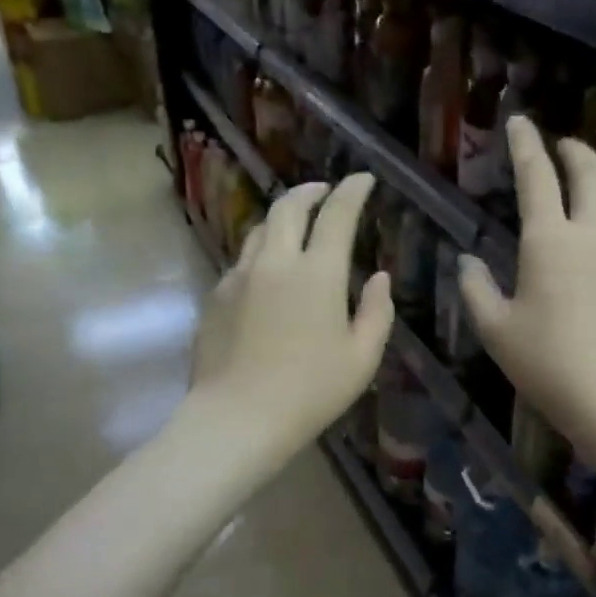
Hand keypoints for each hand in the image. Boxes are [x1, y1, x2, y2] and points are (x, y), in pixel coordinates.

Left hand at [189, 173, 392, 461]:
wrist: (238, 417)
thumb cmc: (310, 391)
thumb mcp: (361, 358)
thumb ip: (376, 312)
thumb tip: (380, 278)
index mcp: (318, 273)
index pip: (337, 215)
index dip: (352, 191)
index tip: (363, 179)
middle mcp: (276, 262)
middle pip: (289, 207)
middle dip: (310, 191)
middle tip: (325, 191)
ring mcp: (240, 276)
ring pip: (260, 229)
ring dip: (282, 218)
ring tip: (295, 224)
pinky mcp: (216, 296)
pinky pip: (242, 261)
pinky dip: (261, 253)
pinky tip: (267, 272)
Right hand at [459, 119, 595, 460]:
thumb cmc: (549, 364)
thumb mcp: (497, 331)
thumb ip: (476, 290)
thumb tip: (466, 261)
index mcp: (550, 241)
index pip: (537, 177)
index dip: (525, 145)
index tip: (520, 121)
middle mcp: (595, 235)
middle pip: (592, 174)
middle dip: (576, 152)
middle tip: (564, 145)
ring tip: (590, 184)